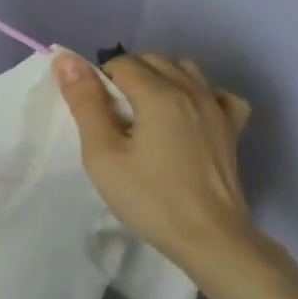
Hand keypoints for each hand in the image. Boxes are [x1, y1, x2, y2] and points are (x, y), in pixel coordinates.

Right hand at [54, 52, 254, 264]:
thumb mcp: (103, 154)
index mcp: (158, 94)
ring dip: (160, 79)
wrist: (210, 239)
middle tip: (113, 116)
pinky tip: (187, 116)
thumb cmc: (149, 198)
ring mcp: (217, 108)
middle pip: (152, 60)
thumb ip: (84, 102)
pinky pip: (216, 93)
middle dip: (127, 75)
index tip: (94, 114)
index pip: (120, 63)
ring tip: (145, 114)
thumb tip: (65, 59)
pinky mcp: (232, 129)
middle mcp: (191, 90)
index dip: (99, 81)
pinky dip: (199, 94)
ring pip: (184, 69)